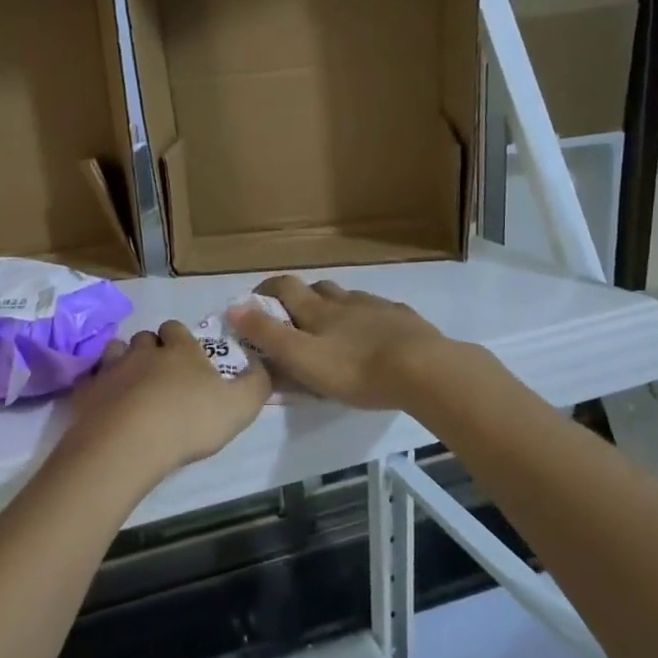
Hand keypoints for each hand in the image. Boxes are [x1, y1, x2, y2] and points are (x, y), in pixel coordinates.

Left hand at [63, 322, 271, 478]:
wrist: (129, 443)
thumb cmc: (189, 422)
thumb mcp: (240, 407)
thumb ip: (257, 384)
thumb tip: (263, 364)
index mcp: (180, 351)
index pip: (176, 329)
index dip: (180, 340)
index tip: (186, 358)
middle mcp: (144, 351)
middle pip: (145, 338)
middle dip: (151, 349)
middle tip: (160, 375)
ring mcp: (112, 368)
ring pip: (116, 351)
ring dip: (123, 362)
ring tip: (130, 385)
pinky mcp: (87, 390)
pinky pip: (91, 379)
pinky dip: (98, 386)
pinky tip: (104, 402)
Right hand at [227, 276, 451, 410]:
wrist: (424, 369)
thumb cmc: (355, 368)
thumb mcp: (302, 358)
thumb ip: (267, 335)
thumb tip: (233, 308)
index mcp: (318, 310)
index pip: (286, 287)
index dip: (267, 288)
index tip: (255, 298)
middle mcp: (346, 301)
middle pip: (320, 288)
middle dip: (304, 296)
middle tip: (296, 316)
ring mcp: (378, 308)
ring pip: (351, 298)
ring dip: (337, 306)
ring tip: (336, 327)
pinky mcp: (406, 320)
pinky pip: (382, 311)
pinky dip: (370, 318)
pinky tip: (377, 333)